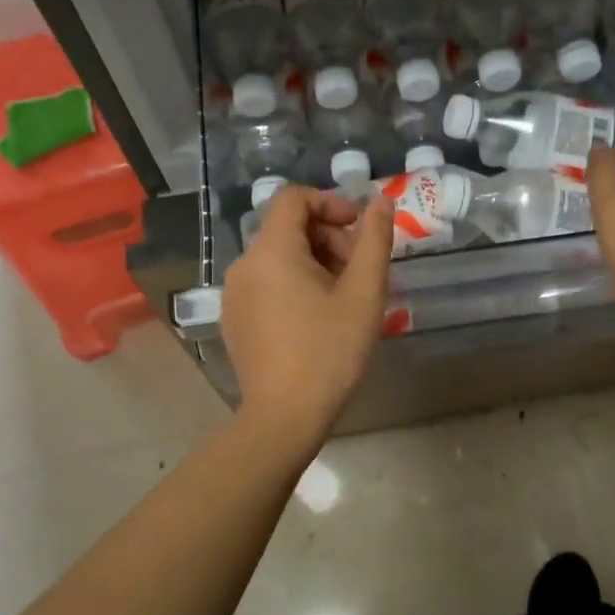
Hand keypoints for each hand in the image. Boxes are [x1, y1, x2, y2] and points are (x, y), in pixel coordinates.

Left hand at [220, 185, 393, 449]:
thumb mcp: (364, 293)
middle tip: (359, 272)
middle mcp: (244, 264)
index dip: (330, 203)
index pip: (293, 198)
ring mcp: (234, 294)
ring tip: (342, 298)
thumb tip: (380, 201)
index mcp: (272, 251)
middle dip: (328, 238)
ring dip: (314, 262)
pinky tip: (316, 318)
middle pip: (287, 227)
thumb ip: (374, 240)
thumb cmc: (330, 351)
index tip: (358, 229)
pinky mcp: (234, 318)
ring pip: (278, 256)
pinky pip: (265, 282)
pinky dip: (293, 284)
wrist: (285, 416)